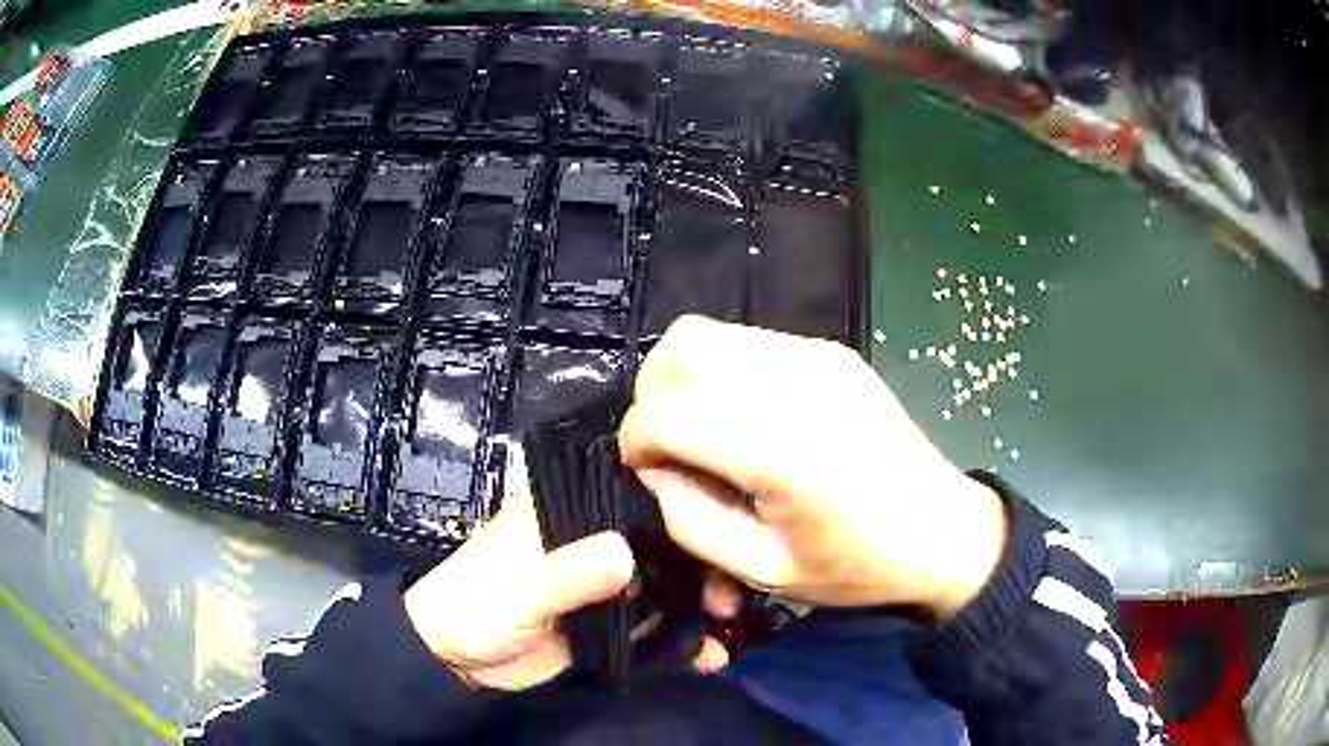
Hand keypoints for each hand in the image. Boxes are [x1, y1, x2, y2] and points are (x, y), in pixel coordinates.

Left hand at [404, 452, 733, 690]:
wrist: (454, 660)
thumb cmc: (474, 606)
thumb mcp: (518, 590)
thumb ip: (566, 574)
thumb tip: (627, 554)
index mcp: (567, 515)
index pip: (632, 499)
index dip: (679, 510)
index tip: (722, 531)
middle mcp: (591, 543)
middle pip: (659, 546)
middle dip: (699, 568)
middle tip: (733, 595)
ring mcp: (602, 587)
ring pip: (662, 588)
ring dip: (697, 606)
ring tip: (731, 626)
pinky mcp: (607, 625)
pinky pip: (651, 628)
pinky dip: (679, 642)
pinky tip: (708, 657)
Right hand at [619, 316, 1007, 618]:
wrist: (939, 530)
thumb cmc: (855, 564)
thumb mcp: (762, 570)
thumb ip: (690, 519)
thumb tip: (657, 468)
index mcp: (782, 451)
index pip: (667, 413)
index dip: (636, 440)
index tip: (643, 469)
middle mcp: (796, 385)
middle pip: (680, 353)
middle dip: (650, 398)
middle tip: (666, 447)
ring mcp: (815, 356)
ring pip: (705, 333)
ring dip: (679, 376)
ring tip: (695, 426)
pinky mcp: (828, 350)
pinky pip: (743, 339)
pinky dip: (717, 369)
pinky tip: (738, 413)